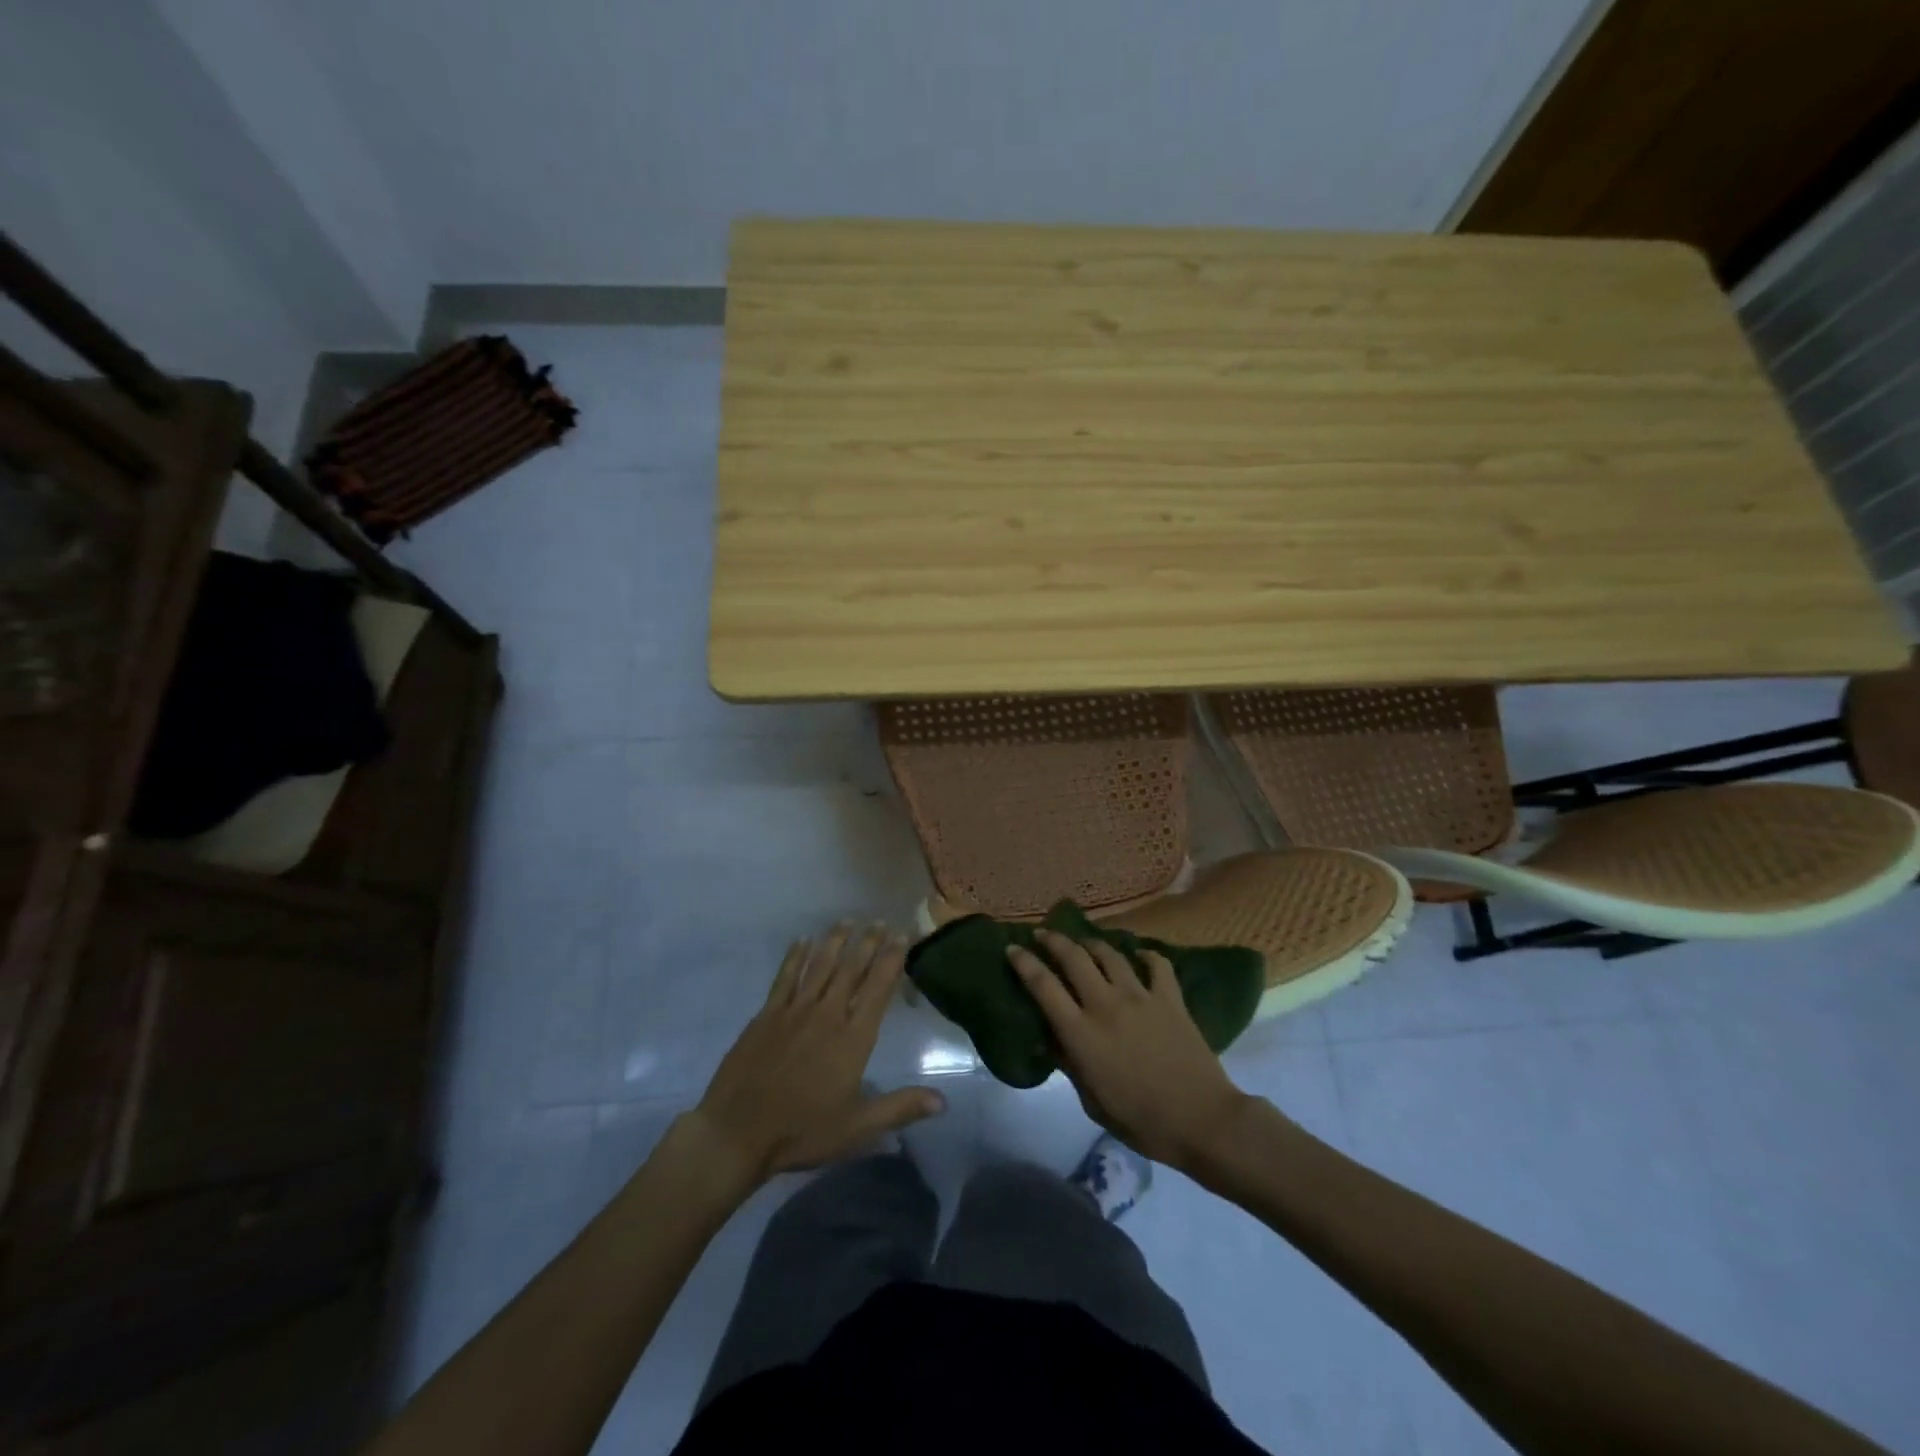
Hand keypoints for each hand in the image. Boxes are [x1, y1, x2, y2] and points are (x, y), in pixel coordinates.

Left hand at [690, 924, 945, 1184]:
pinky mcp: (767, 1014)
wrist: (737, 1132)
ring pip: (820, 965)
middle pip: (851, 969)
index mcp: (853, 1038)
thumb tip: (943, 1101)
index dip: (892, 959)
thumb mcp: (858, 1127)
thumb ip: (900, 1108)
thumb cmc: (803, 1131)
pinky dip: (796, 956)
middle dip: (868, 943)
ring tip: (847, 921)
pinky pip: (786, 976)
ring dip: (835, 941)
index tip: (903, 935)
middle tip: (879, 921)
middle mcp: (827, 1014)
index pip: (878, 988)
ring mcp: (794, 1010)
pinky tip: (802, 940)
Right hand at [1007, 928, 1248, 1170]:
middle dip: (1054, 941)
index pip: (1043, 986)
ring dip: (1091, 943)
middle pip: (1073, 957)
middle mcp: (1106, 1005)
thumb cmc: (1142, 1121)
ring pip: (1110, 954)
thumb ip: (1070, 1065)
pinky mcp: (1171, 998)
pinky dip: (1145, 954)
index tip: (1012, 949)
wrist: (1202, 1121)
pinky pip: (1156, 963)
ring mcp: (1141, 996)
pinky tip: (1139, 955)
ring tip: (1083, 942)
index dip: (1024, 963)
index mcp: (1082, 1033)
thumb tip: (1052, 1040)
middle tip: (1043, 935)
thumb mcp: (1092, 1102)